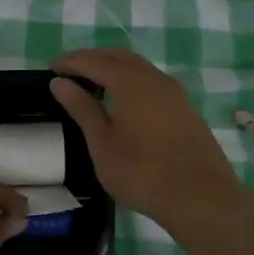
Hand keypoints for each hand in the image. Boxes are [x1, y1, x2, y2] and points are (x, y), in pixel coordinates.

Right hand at [51, 47, 250, 232]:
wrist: (202, 198)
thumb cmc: (143, 172)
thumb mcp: (102, 143)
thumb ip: (82, 108)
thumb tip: (60, 82)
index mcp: (129, 81)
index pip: (93, 61)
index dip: (71, 62)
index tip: (51, 67)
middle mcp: (153, 78)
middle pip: (118, 57)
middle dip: (92, 59)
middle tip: (69, 70)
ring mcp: (173, 92)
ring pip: (138, 67)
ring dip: (113, 67)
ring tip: (93, 83)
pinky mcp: (184, 108)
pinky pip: (151, 81)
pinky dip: (131, 80)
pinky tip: (123, 100)